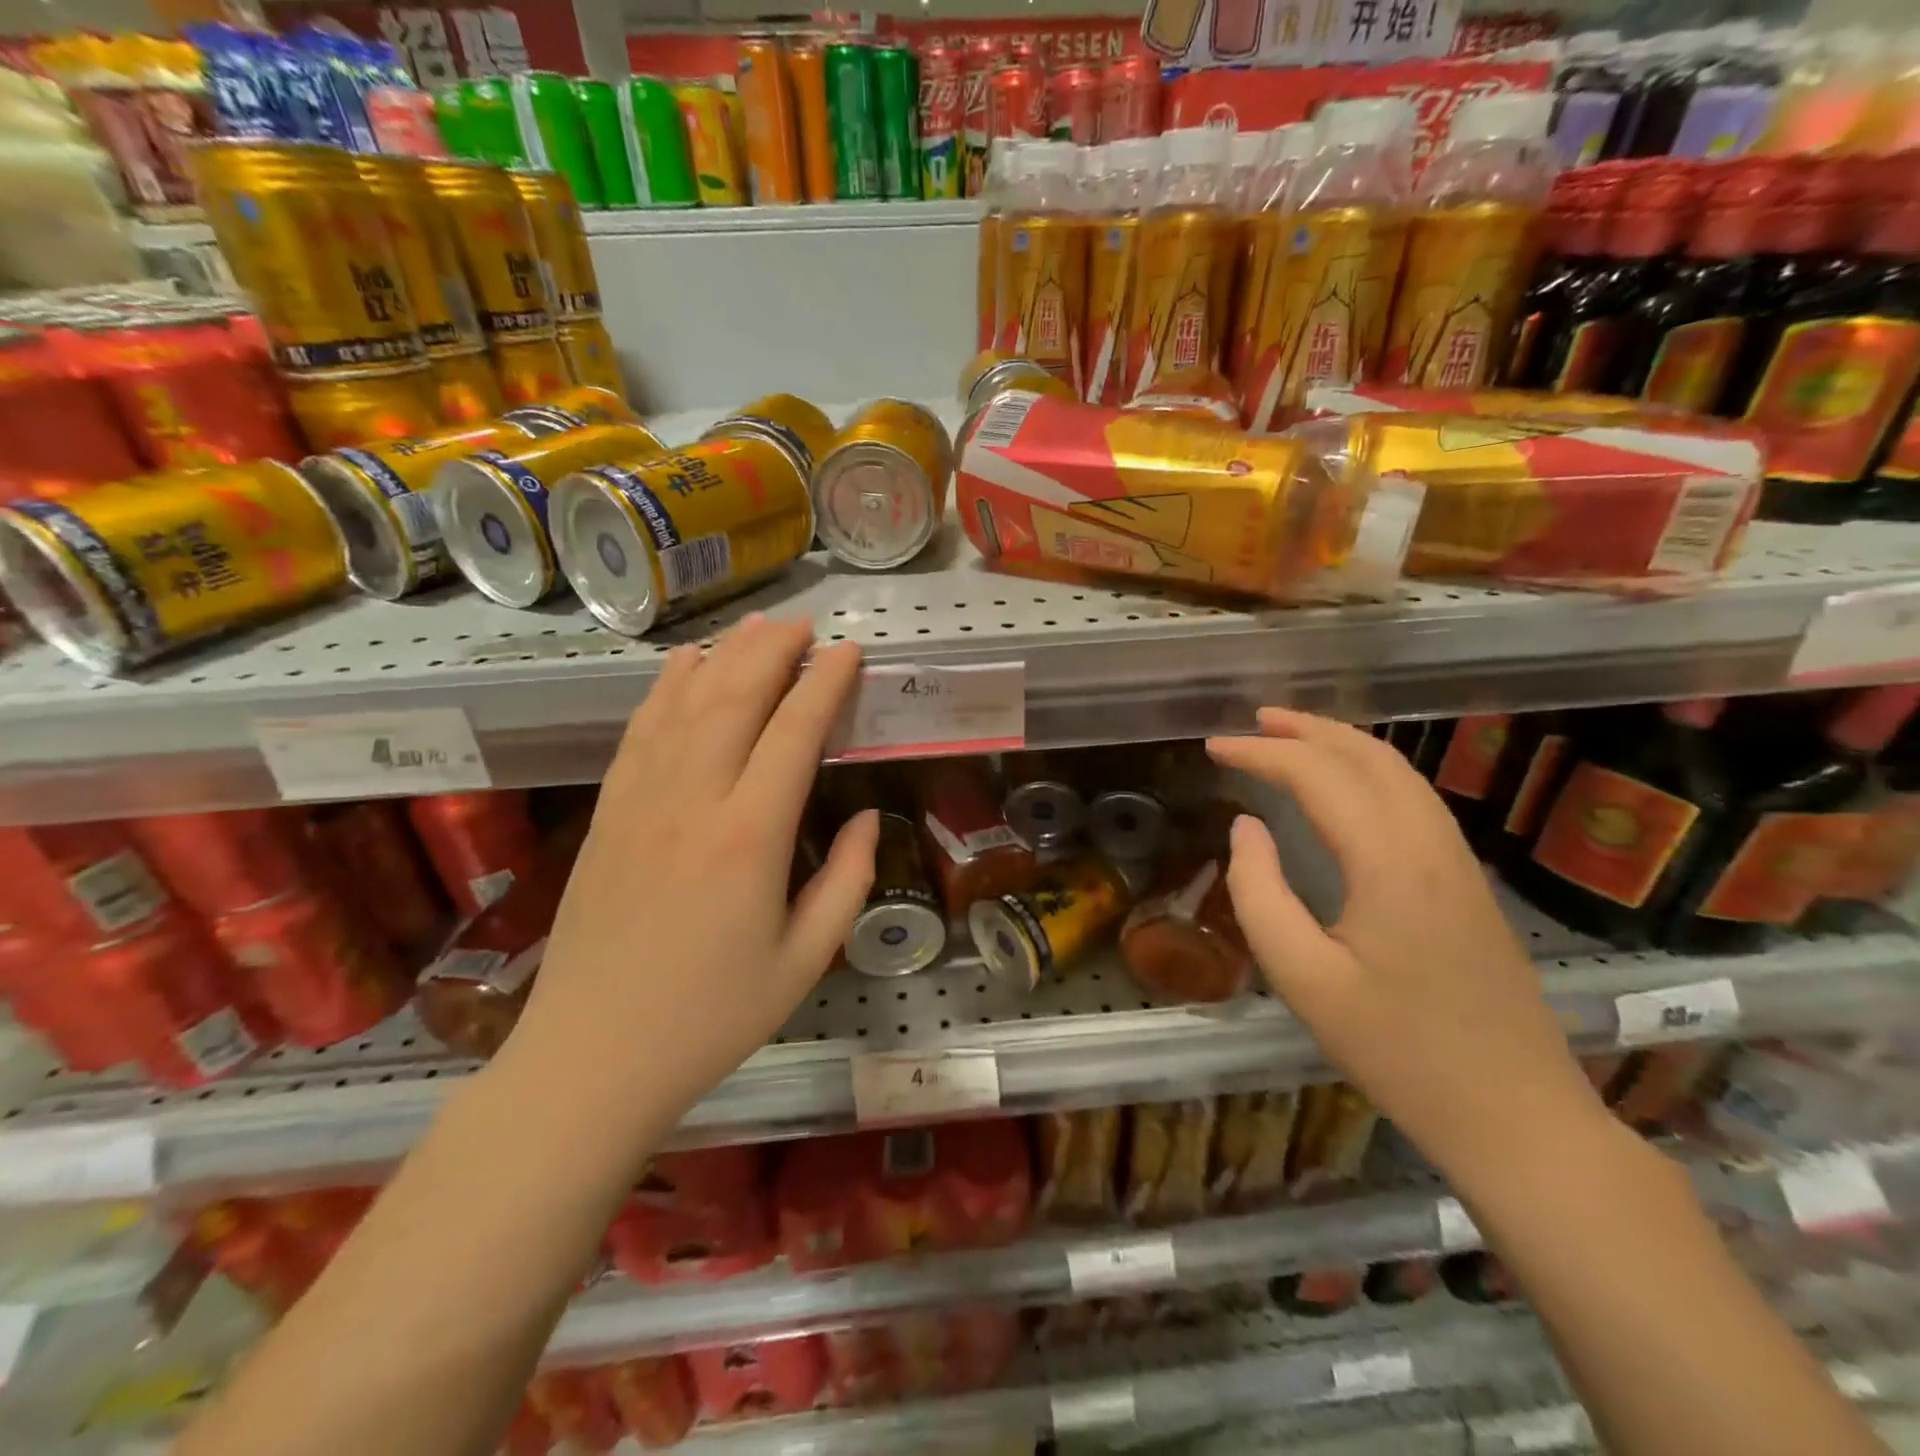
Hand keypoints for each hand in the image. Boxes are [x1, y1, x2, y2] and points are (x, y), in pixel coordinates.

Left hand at [511, 615, 878, 1135]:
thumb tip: (870, 818)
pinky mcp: (608, 811)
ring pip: (684, 702)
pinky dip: (666, 687)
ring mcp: (640, 800)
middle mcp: (693, 800)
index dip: (825, 684)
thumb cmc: (712, 1016)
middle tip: (806, 626)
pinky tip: (683, 664)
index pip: (794, 732)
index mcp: (749, 837)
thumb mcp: (805, 960)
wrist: (593, 1057)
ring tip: (756, 627)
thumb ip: (848, 881)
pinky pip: (641, 730)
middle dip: (774, 651)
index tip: (849, 652)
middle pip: (734, 696)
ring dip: (724, 655)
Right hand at [1208, 710, 1607, 1188]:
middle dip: (1305, 729)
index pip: (1317, 776)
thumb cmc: (1398, 1051)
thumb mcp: (1303, 979)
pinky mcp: (1468, 881)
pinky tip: (1345, 786)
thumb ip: (1260, 894)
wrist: (1516, 1114)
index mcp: (1389, 862)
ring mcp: (1459, 860)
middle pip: (1368, 756)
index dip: (1261, 753)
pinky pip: (1414, 799)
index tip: (1213, 748)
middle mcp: (1430, 844)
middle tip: (1251, 722)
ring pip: (1399, 772)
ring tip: (1290, 737)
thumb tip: (1245, 827)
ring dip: (1341, 743)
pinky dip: (1370, 771)